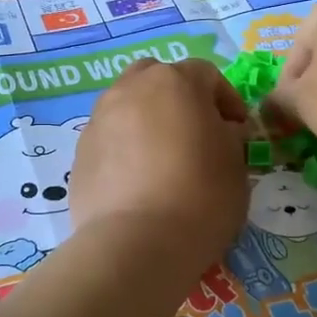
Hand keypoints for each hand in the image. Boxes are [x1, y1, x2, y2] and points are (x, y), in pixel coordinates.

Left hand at [70, 58, 248, 275]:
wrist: (137, 242)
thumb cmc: (201, 196)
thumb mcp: (235, 164)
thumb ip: (228, 136)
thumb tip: (219, 131)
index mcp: (174, 82)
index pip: (206, 74)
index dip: (225, 98)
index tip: (236, 128)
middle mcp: (131, 89)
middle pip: (156, 77)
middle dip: (176, 96)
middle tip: (192, 131)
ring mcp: (99, 118)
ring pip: (126, 104)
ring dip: (146, 119)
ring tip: (161, 157)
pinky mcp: (80, 151)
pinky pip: (108, 137)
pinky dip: (123, 147)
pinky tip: (136, 181)